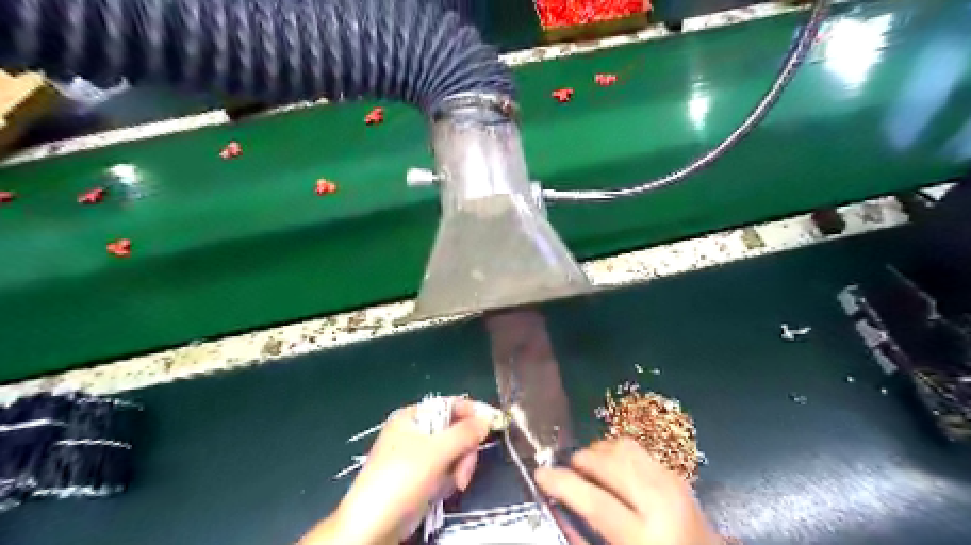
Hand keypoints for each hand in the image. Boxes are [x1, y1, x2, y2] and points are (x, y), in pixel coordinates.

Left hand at [300, 397, 488, 544]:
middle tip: (464, 471)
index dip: (471, 413)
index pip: (449, 405)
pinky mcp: (419, 478)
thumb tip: (487, 420)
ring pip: (453, 452)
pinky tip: (442, 492)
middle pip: (454, 430)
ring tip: (453, 486)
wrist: (371, 528)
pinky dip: (448, 480)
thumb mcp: (436, 452)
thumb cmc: (401, 479)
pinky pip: (444, 470)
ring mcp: (416, 456)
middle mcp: (414, 432)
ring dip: (458, 468)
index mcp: (412, 417)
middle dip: (463, 451)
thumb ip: (464, 433)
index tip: (492, 425)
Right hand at [535, 439, 714, 543]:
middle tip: (565, 469)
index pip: (595, 501)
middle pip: (609, 463)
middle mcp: (661, 503)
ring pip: (622, 447)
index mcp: (645, 537)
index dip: (563, 483)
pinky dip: (615, 451)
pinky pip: (637, 448)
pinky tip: (609, 466)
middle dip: (580, 460)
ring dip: (597, 452)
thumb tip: (558, 506)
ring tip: (587, 467)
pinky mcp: (675, 473)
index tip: (540, 473)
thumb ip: (585, 538)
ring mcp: (671, 482)